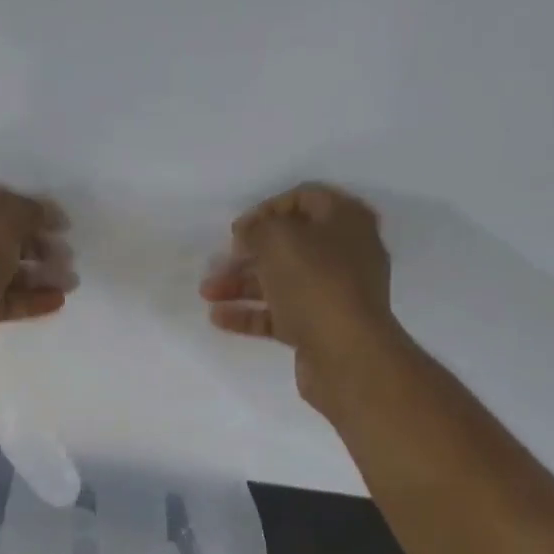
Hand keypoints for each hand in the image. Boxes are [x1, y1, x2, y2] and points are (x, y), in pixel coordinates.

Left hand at [0, 182, 74, 376]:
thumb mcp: (3, 220)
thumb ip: (30, 212)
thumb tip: (47, 215)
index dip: (34, 210)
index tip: (64, 226)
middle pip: (2, 236)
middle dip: (39, 245)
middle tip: (68, 258)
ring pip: (4, 270)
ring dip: (39, 274)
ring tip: (71, 283)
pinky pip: (2, 299)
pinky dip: (29, 299)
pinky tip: (57, 301)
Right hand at [200, 183, 402, 413]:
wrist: (346, 354)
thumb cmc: (315, 284)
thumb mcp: (279, 240)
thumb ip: (258, 229)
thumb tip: (248, 232)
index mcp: (345, 221)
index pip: (304, 198)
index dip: (268, 208)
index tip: (238, 229)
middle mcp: (343, 253)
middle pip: (289, 245)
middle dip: (248, 253)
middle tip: (218, 262)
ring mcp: (332, 293)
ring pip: (280, 281)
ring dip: (241, 284)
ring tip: (207, 293)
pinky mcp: (318, 327)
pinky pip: (279, 315)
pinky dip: (250, 314)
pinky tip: (219, 318)